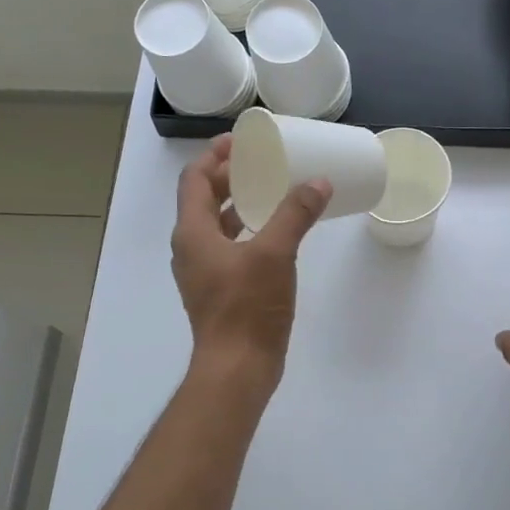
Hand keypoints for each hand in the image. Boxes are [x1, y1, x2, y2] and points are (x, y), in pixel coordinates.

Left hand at [171, 136, 330, 394]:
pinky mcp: (219, 292)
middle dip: (228, 178)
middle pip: (202, 200)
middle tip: (260, 163)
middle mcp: (191, 249)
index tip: (240, 141)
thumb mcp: (275, 254)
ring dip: (237, 205)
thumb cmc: (247, 307)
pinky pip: (228, 249)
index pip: (194, 180)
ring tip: (268, 192)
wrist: (237, 368)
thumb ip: (295, 214)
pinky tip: (273, 236)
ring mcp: (203, 273)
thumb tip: (318, 182)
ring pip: (215, 226)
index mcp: (192, 233)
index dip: (214, 156)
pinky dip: (246, 232)